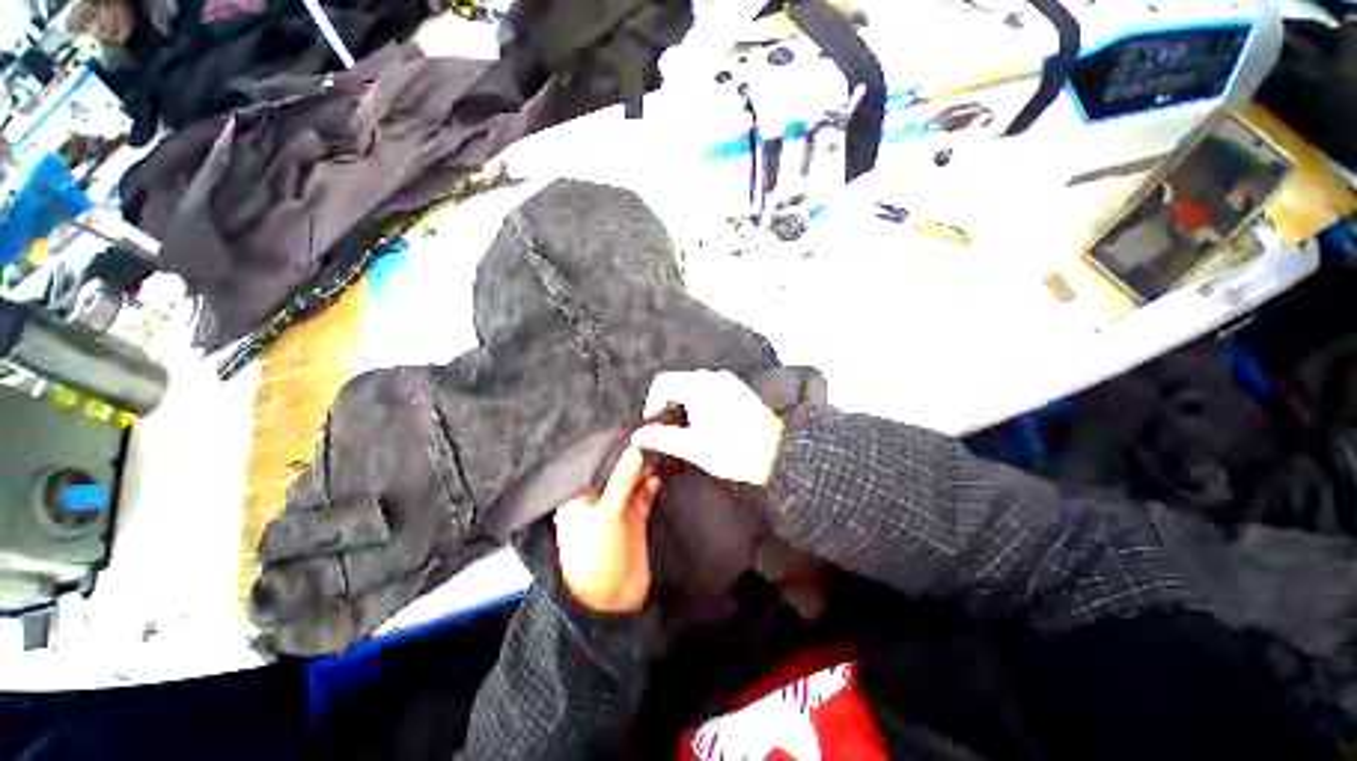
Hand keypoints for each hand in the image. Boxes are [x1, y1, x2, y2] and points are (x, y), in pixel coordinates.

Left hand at [554, 447, 661, 613]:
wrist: (611, 601)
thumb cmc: (595, 556)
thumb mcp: (606, 514)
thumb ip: (622, 480)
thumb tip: (636, 449)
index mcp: (579, 498)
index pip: (595, 466)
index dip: (612, 451)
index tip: (630, 431)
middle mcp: (598, 500)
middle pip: (616, 472)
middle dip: (630, 458)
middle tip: (649, 439)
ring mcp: (618, 509)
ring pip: (631, 481)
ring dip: (642, 470)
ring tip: (656, 454)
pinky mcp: (635, 518)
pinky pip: (644, 494)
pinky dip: (651, 485)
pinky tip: (657, 476)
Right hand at [630, 370, 784, 485]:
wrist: (780, 454)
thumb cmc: (734, 451)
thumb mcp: (694, 448)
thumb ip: (663, 438)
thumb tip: (638, 436)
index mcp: (700, 386)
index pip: (662, 382)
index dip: (652, 403)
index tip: (654, 426)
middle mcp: (713, 376)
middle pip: (677, 382)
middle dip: (667, 404)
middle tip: (667, 431)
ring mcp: (728, 381)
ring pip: (693, 385)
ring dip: (683, 403)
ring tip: (684, 429)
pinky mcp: (737, 389)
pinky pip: (708, 388)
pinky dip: (698, 401)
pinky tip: (703, 423)